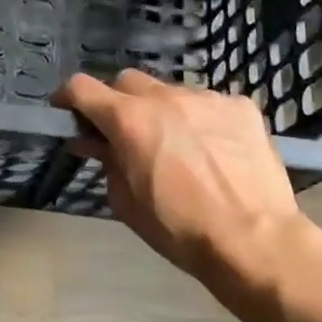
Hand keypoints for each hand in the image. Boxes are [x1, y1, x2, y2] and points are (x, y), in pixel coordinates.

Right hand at [55, 70, 300, 282]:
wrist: (254, 241)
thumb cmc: (180, 229)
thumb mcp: (126, 202)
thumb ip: (106, 161)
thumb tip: (94, 142)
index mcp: (128, 119)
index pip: (82, 87)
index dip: (68, 96)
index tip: (66, 110)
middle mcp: (164, 96)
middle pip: (126, 81)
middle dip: (118, 102)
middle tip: (125, 132)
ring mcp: (205, 97)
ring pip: (171, 91)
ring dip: (163, 110)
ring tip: (178, 144)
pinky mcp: (240, 106)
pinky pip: (209, 104)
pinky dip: (202, 120)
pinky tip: (214, 149)